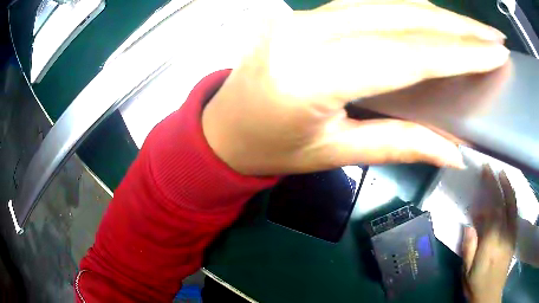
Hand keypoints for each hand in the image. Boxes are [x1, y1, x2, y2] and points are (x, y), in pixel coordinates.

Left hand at [202, 0, 508, 174]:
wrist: (223, 128)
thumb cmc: (269, 149)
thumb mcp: (334, 154)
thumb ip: (399, 145)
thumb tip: (454, 152)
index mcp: (313, 75)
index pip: (409, 56)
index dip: (461, 54)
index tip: (495, 54)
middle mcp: (308, 32)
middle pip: (402, 18)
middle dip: (457, 25)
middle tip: (493, 34)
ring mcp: (303, 17)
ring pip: (386, 5)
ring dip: (436, 14)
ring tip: (475, 28)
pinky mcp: (303, 15)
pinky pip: (366, 5)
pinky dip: (407, 10)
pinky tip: (433, 17)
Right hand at [462, 165, 516, 302]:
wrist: (490, 295)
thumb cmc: (476, 285)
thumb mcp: (467, 272)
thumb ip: (469, 248)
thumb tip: (469, 224)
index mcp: (490, 243)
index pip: (492, 210)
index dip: (489, 191)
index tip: (484, 175)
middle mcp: (503, 234)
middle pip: (502, 204)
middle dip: (497, 184)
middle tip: (491, 168)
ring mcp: (511, 234)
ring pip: (512, 206)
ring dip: (508, 187)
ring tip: (503, 173)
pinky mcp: (514, 237)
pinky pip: (515, 213)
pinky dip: (513, 199)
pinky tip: (510, 192)